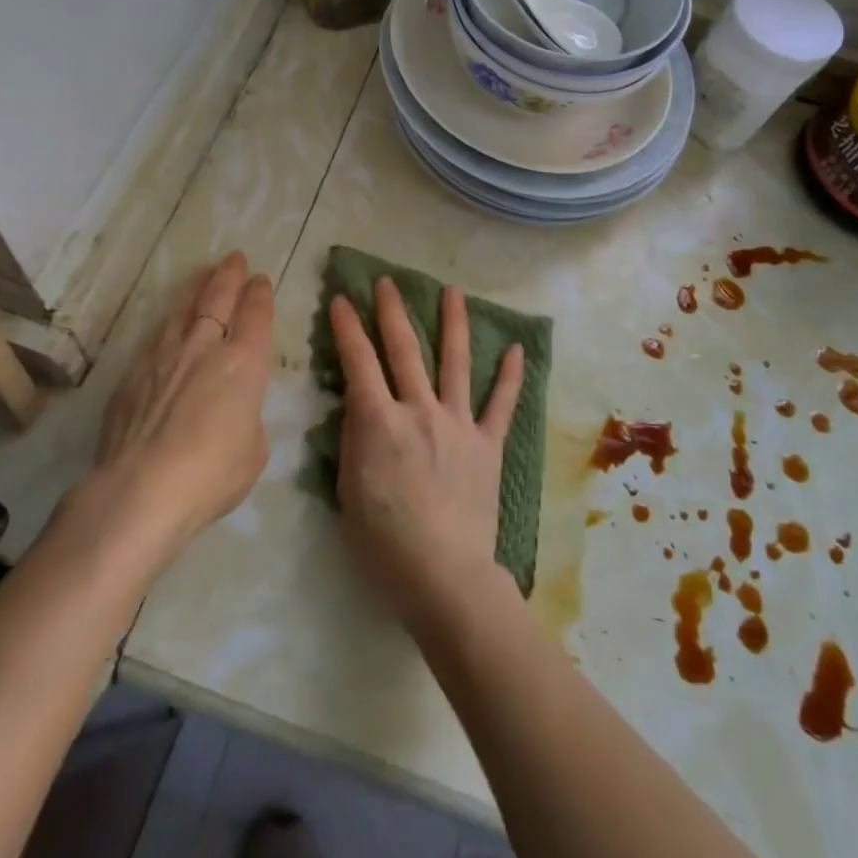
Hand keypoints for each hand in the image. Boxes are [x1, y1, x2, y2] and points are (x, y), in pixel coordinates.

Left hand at [88, 252, 275, 560]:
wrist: (141, 489)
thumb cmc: (212, 473)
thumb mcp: (254, 450)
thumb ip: (248, 419)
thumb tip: (233, 413)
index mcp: (244, 362)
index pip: (256, 314)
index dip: (260, 294)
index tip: (260, 279)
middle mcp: (204, 347)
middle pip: (218, 298)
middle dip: (229, 275)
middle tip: (234, 258)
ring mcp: (164, 356)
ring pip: (182, 309)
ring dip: (195, 289)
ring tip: (202, 275)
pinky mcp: (132, 374)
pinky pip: (155, 337)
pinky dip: (167, 323)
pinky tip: (167, 323)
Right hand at [330, 278, 524, 630]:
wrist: (444, 576)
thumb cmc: (384, 542)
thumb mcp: (349, 490)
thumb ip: (354, 440)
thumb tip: (359, 407)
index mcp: (380, 421)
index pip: (358, 361)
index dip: (346, 327)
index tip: (340, 299)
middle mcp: (419, 410)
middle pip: (404, 350)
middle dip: (392, 312)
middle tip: (386, 281)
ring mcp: (458, 423)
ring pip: (455, 362)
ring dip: (453, 323)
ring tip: (452, 290)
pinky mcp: (487, 444)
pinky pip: (501, 405)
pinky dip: (510, 377)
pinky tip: (516, 348)